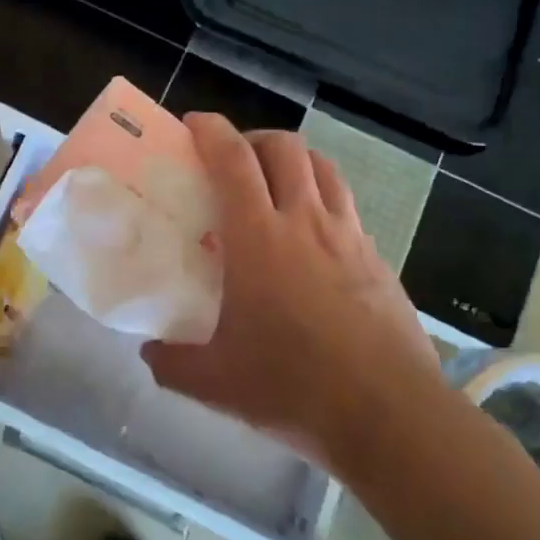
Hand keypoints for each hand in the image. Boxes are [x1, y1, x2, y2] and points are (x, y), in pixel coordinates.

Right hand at [143, 116, 439, 472]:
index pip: (233, 159)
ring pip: (323, 168)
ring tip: (275, 186)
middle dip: (254, 139)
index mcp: (259, 238)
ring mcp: (348, 236)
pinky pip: (347, 207)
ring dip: (294, 162)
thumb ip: (173, 363)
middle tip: (233, 162)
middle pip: (284, 148)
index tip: (193, 124)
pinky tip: (313, 240)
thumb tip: (149, 353)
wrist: (389, 415)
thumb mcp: (216, 382)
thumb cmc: (293, 386)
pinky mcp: (378, 258)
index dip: (211, 131)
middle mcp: (305, 222)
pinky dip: (323, 200)